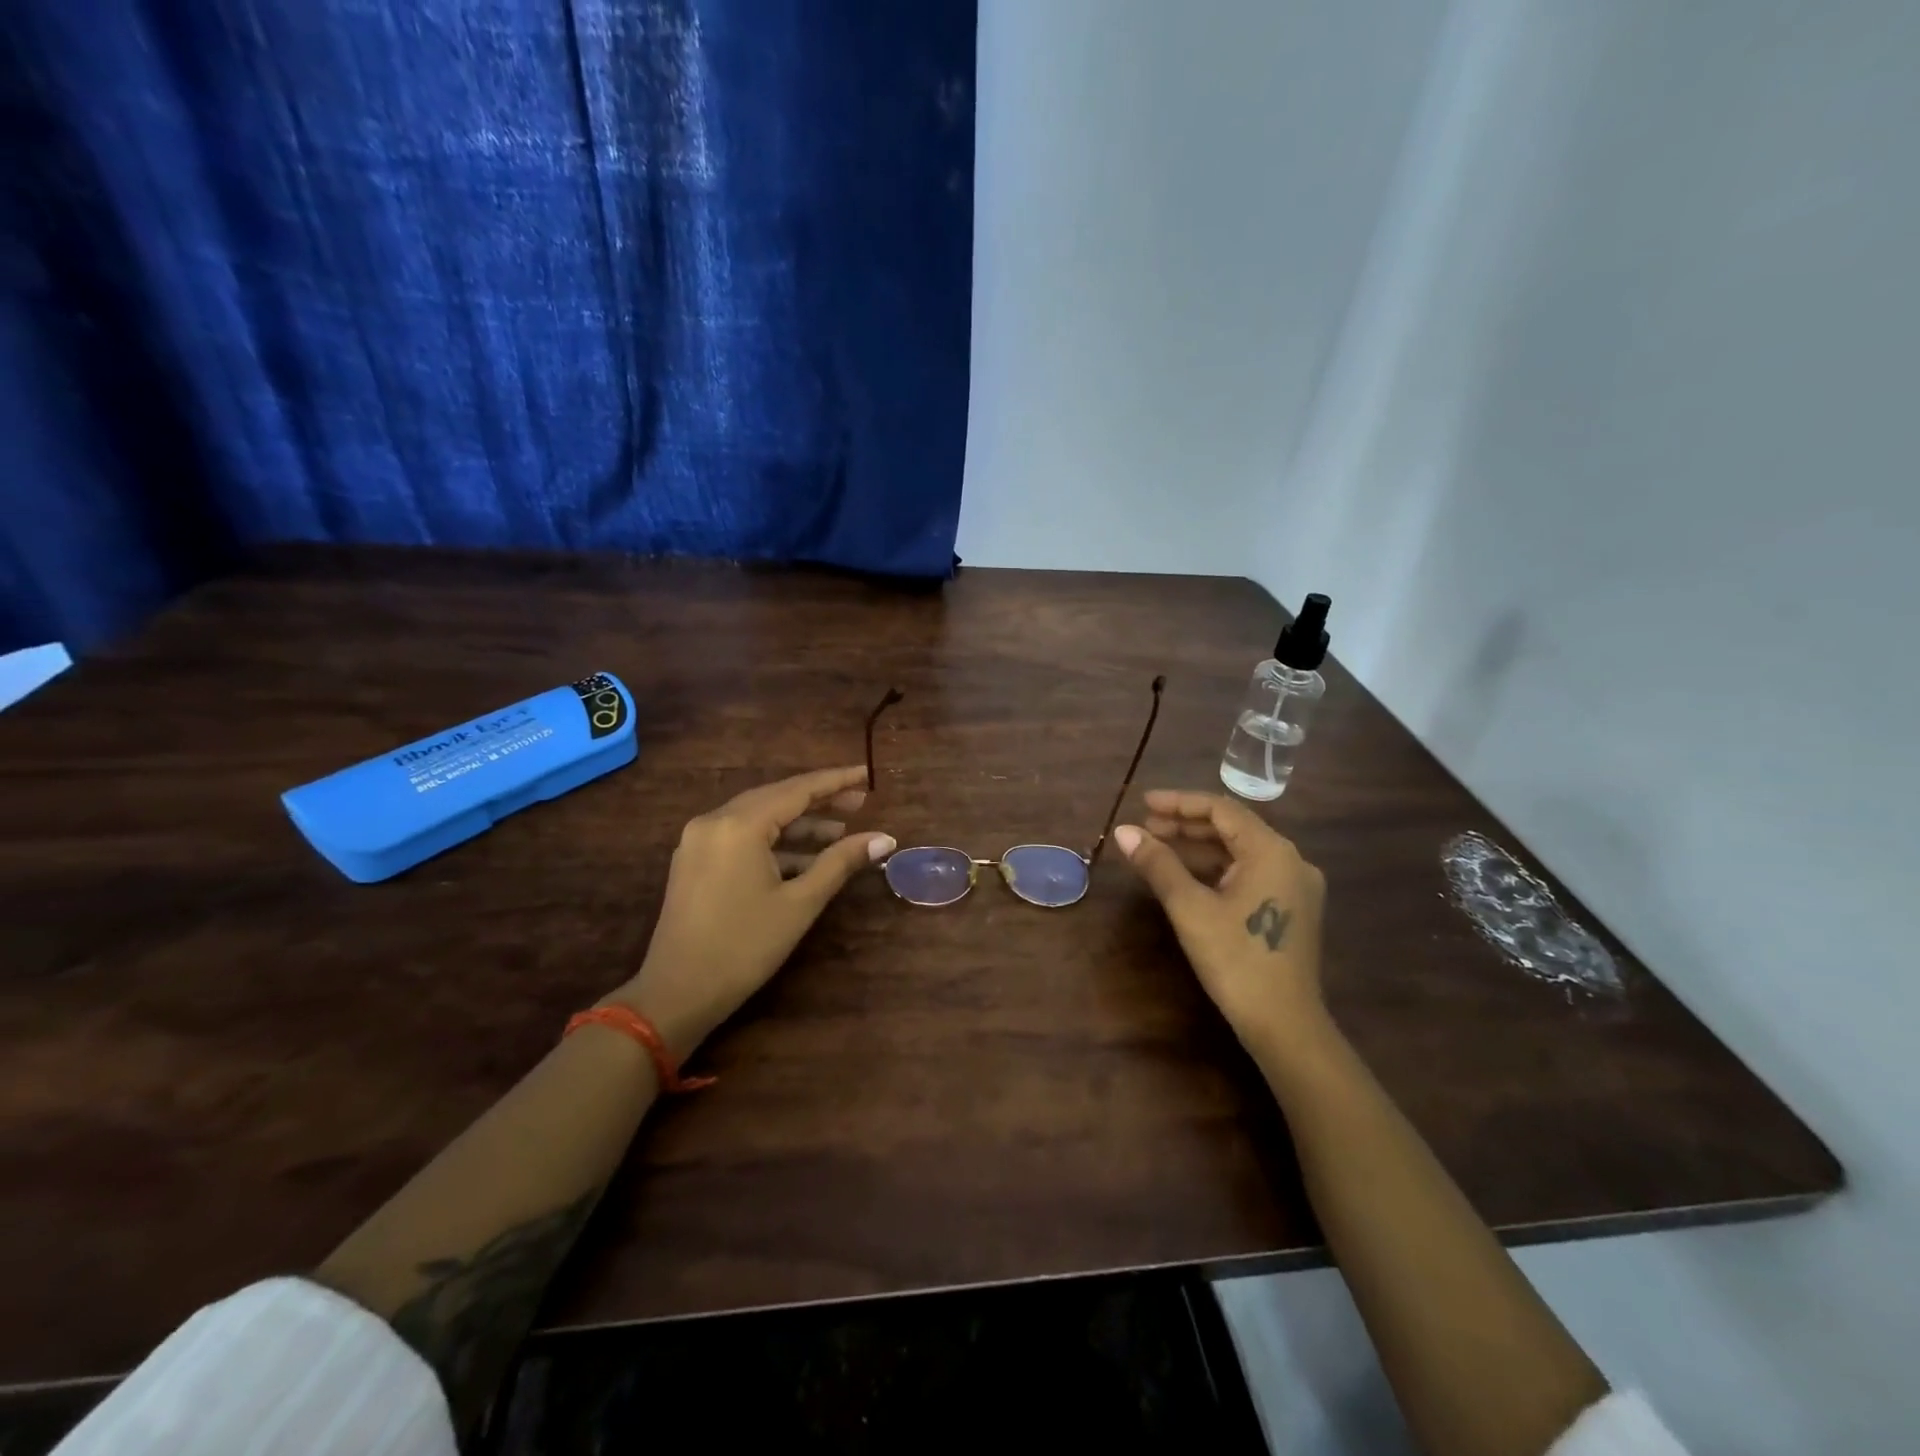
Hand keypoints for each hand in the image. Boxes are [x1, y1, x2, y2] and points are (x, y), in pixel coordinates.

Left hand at [610, 766, 895, 1058]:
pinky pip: (741, 837)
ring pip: (758, 818)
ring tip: (840, 833)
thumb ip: (840, 862)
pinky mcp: (694, 861)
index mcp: (739, 824)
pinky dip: (774, 843)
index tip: (867, 775)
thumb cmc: (744, 946)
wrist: (676, 994)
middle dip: (819, 801)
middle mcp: (714, 821)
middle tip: (860, 803)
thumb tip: (885, 838)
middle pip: (776, 798)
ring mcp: (699, 840)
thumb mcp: (800, 903)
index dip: (836, 781)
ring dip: (798, 825)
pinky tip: (804, 859)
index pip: (797, 789)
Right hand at [1113, 790, 1327, 1057]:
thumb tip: (1124, 832)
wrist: (1285, 1025)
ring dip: (1199, 848)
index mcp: (1272, 851)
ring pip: (1240, 853)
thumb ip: (1158, 864)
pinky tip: (1187, 877)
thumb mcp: (1190, 908)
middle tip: (1145, 829)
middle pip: (1232, 829)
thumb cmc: (1236, 960)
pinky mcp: (1291, 909)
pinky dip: (1217, 870)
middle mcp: (1291, 860)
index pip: (1221, 810)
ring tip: (1157, 850)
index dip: (1179, 803)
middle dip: (1186, 826)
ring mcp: (1295, 886)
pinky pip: (1250, 874)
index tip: (1143, 804)